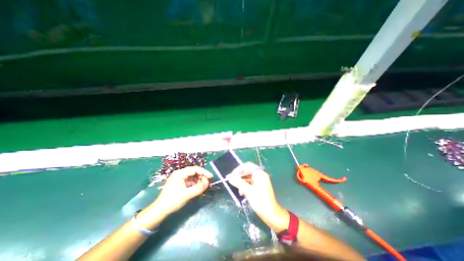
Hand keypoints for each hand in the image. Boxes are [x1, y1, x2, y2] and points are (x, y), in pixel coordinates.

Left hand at [155, 167, 213, 216]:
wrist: (159, 211)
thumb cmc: (173, 201)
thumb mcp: (187, 194)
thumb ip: (199, 187)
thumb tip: (208, 182)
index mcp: (180, 173)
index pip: (195, 169)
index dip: (204, 172)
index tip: (211, 177)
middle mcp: (180, 173)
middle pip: (194, 172)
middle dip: (202, 177)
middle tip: (208, 182)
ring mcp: (179, 178)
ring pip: (192, 176)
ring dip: (199, 180)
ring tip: (203, 186)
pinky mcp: (179, 183)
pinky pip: (189, 181)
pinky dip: (195, 184)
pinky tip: (198, 188)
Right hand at [229, 161, 288, 231]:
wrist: (271, 214)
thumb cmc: (260, 201)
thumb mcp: (248, 191)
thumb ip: (239, 183)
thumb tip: (230, 178)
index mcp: (259, 173)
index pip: (248, 166)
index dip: (239, 169)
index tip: (232, 175)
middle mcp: (260, 175)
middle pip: (247, 172)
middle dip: (240, 177)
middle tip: (232, 181)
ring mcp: (260, 181)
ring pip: (248, 178)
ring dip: (242, 183)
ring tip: (239, 191)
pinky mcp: (259, 187)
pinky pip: (250, 183)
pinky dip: (246, 187)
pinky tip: (243, 194)